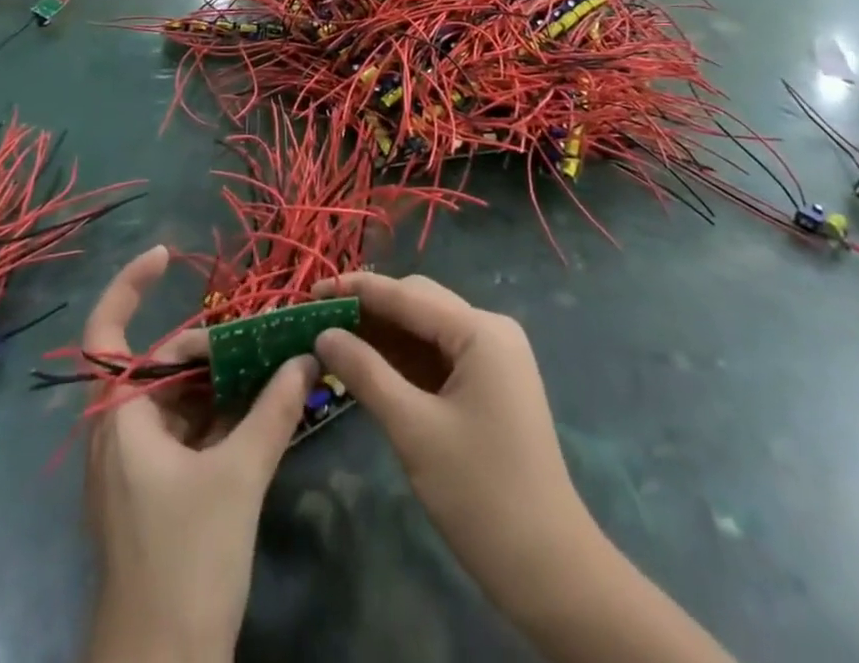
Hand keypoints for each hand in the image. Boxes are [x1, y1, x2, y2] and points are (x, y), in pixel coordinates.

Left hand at [83, 246, 317, 662]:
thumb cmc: (184, 564)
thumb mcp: (238, 478)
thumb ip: (274, 410)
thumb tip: (306, 357)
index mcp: (119, 419)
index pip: (107, 333)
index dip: (131, 286)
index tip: (169, 254)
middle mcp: (120, 433)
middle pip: (162, 364)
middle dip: (211, 344)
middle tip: (265, 333)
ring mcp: (137, 466)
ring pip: (180, 399)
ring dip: (224, 381)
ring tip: (276, 361)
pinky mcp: (157, 493)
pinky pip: (190, 432)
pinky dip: (224, 416)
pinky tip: (267, 408)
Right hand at [311, 273, 593, 606]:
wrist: (548, 567)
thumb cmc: (480, 494)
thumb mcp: (413, 430)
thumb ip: (366, 373)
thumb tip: (323, 334)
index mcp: (480, 330)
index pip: (407, 295)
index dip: (357, 290)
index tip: (310, 290)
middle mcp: (490, 330)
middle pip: (419, 304)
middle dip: (369, 310)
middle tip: (317, 320)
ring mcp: (493, 357)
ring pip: (427, 329)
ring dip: (384, 334)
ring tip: (333, 340)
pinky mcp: (490, 383)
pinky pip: (439, 356)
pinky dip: (404, 359)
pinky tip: (368, 365)